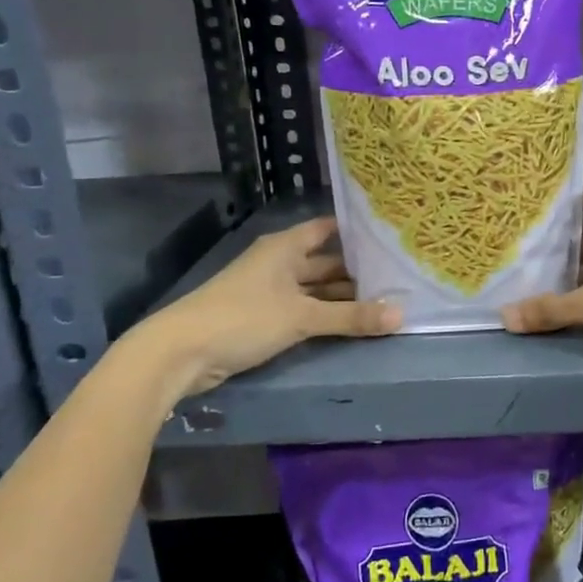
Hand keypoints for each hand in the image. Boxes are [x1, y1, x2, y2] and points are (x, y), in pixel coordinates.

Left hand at [127, 217, 398, 403]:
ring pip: (316, 289)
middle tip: (400, 276)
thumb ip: (351, 317)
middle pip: (326, 262)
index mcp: (286, 247)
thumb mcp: (302, 317)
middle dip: (358, 271)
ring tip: (386, 300)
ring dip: (344, 297)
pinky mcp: (264, 318)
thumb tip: (401, 315)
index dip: (357, 231)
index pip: (328, 229)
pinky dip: (326, 315)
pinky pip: (305, 309)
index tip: (391, 236)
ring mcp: (271, 291)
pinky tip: (353, 322)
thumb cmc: (243, 318)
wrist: (181, 352)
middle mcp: (280, 263)